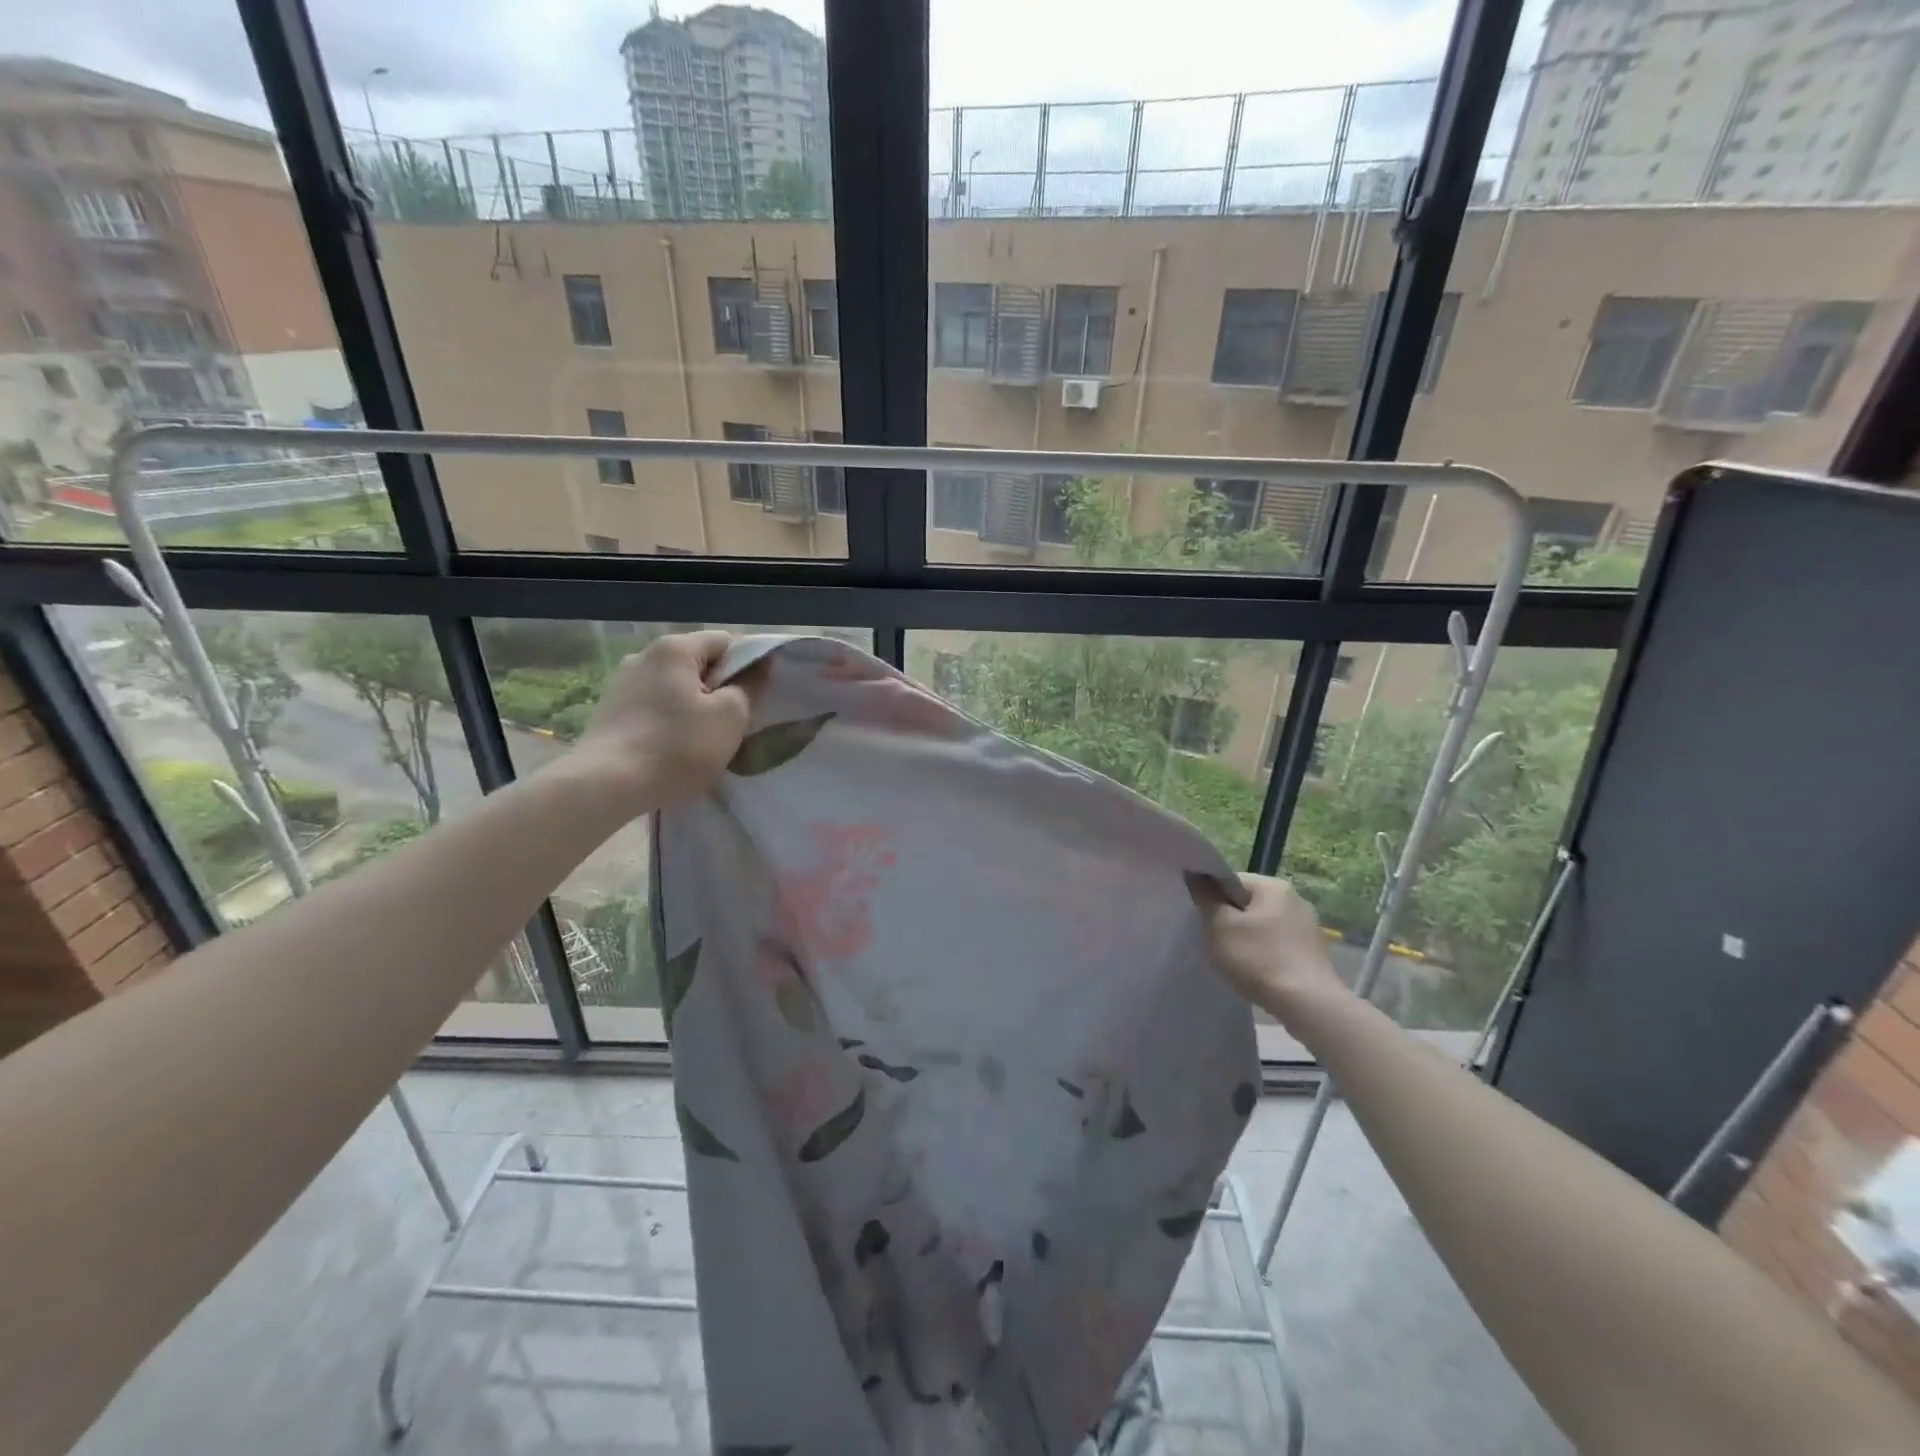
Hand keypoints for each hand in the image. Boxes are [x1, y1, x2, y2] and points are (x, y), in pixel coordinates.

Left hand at [570, 631, 751, 813]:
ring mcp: (621, 682)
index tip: (755, 698)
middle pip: (697, 664)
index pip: (726, 642)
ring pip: (674, 686)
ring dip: (692, 706)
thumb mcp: (730, 717)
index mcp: (675, 648)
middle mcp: (644, 655)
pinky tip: (671, 747)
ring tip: (700, 740)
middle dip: (718, 688)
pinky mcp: (609, 709)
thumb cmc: (677, 747)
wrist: (606, 785)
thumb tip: (757, 667)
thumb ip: (748, 686)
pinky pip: (652, 705)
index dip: (747, 666)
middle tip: (731, 723)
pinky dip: (667, 719)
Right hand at [1194, 872, 1346, 1020]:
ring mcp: (1308, 926)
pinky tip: (1258, 971)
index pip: (1231, 881)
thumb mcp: (1219, 925)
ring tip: (1235, 960)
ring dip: (1247, 938)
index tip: (1204, 921)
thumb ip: (1205, 896)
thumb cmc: (1259, 959)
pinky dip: (1264, 953)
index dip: (1212, 899)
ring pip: (1263, 926)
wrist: (1308, 1005)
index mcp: (1273, 886)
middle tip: (1216, 942)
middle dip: (1230, 920)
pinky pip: (1278, 944)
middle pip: (1248, 903)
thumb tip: (1196, 874)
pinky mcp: (1313, 952)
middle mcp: (1295, 899)